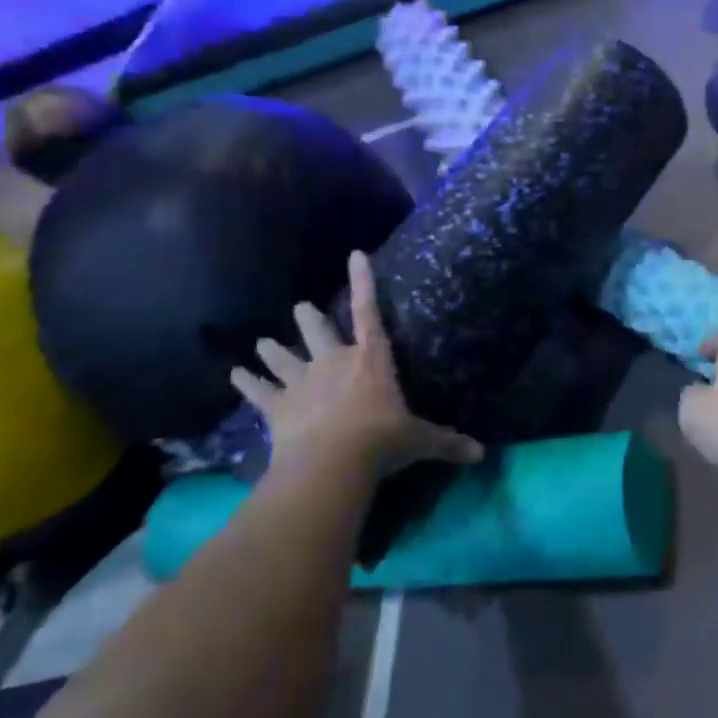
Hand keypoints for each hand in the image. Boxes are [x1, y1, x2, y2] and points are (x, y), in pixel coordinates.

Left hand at [232, 251, 482, 479]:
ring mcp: (302, 382)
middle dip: (309, 319)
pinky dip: (247, 383)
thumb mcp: (420, 441)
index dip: (363, 282)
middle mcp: (334, 362)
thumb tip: (481, 454)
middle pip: (318, 331)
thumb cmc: (382, 441)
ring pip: (284, 357)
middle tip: (300, 307)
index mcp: (370, 360)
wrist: (332, 462)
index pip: (369, 312)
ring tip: (262, 342)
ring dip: (273, 350)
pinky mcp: (277, 407)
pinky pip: (258, 391)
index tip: (354, 254)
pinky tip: (235, 374)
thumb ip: (447, 443)